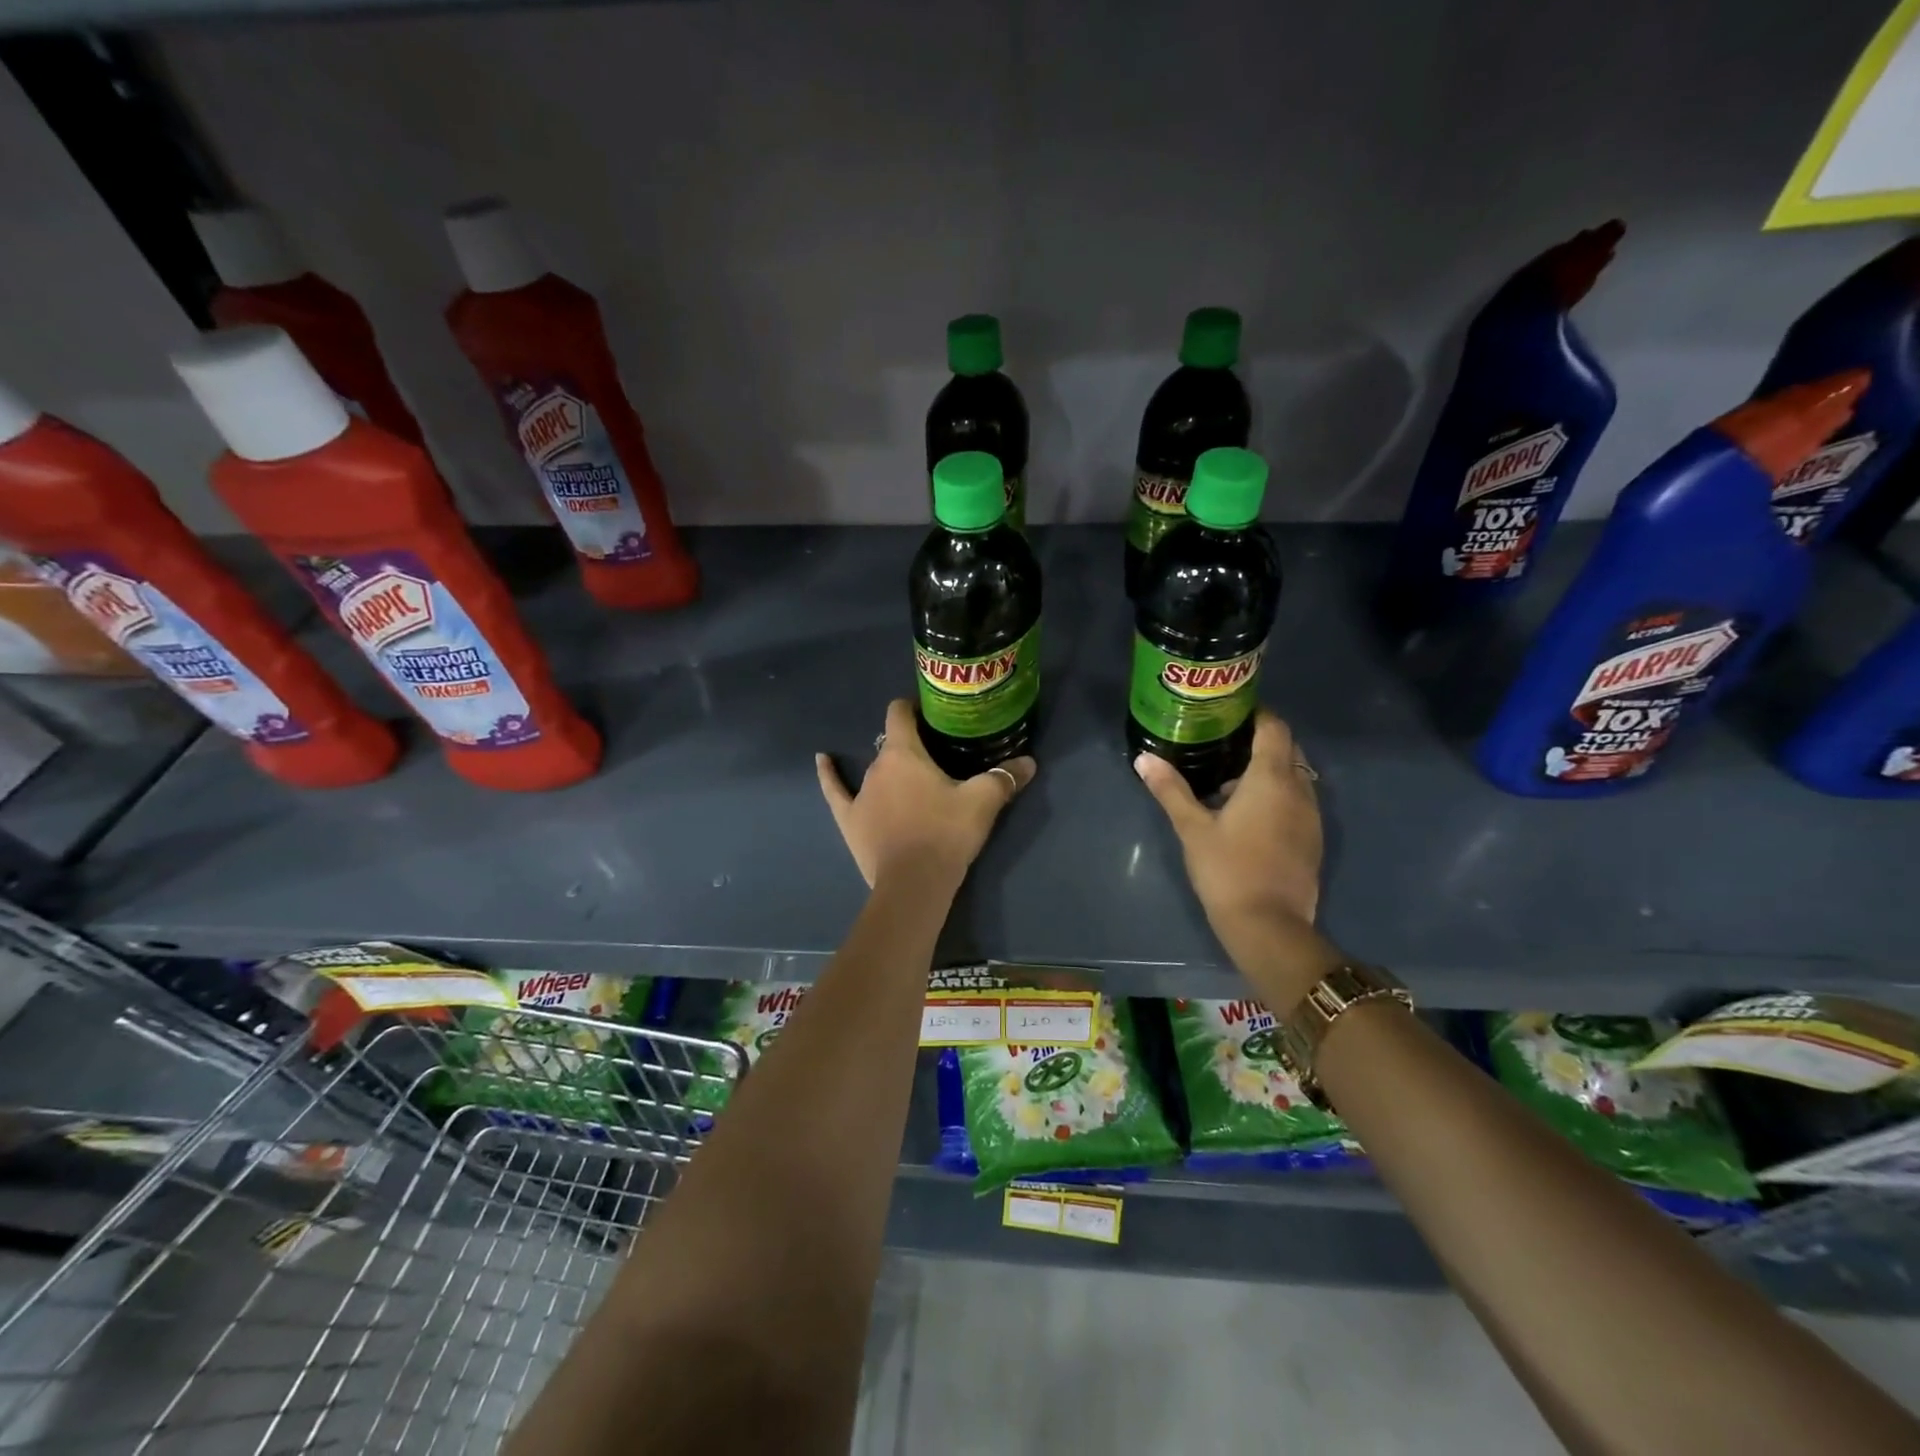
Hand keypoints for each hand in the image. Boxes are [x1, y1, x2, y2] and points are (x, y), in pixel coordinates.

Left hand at [817, 699, 1035, 891]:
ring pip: (876, 770)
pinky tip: (822, 759)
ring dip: (891, 769)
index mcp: (903, 753)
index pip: (900, 713)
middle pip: (893, 744)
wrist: (914, 884)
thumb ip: (1004, 778)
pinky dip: (829, 773)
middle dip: (913, 745)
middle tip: (939, 754)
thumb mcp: (982, 802)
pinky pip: (835, 789)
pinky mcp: (849, 819)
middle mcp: (877, 766)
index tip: (931, 711)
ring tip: (912, 775)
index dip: (913, 706)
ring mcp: (859, 793)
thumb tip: (1030, 762)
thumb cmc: (946, 833)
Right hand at [1134, 710, 1322, 939]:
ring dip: (1267, 773)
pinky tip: (1245, 816)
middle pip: (1287, 749)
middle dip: (1259, 742)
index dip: (1256, 714)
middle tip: (1221, 745)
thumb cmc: (1228, 869)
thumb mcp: (1192, 828)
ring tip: (1227, 782)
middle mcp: (1299, 790)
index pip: (1274, 728)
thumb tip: (1144, 759)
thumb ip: (1170, 790)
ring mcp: (1311, 817)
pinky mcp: (1312, 840)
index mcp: (1271, 778)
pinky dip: (1276, 796)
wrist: (1268, 926)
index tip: (1228, 713)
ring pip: (1293, 777)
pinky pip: (1296, 802)